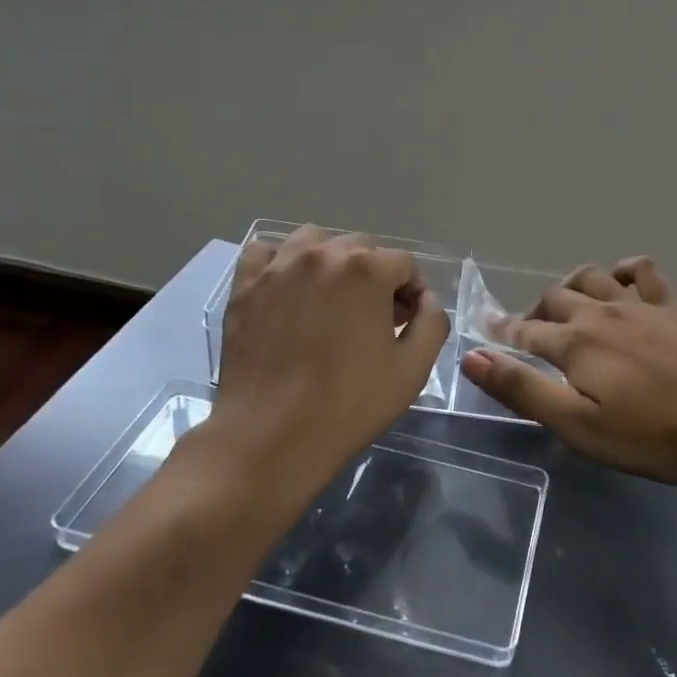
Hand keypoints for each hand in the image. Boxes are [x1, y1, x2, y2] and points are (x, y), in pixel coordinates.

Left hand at [207, 227, 449, 517]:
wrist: (270, 435)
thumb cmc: (348, 404)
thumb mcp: (412, 370)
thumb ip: (432, 323)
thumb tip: (426, 301)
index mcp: (367, 269)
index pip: (404, 264)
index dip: (413, 292)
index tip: (408, 322)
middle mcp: (322, 254)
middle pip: (361, 248)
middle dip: (376, 277)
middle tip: (375, 318)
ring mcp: (278, 267)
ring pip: (314, 241)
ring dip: (332, 261)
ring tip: (332, 299)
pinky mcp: (245, 286)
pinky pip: (266, 252)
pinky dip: (282, 262)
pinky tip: (289, 289)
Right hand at [461, 257, 676, 484]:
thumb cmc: (654, 435)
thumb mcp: (579, 426)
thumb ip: (523, 390)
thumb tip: (472, 357)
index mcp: (575, 343)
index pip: (525, 331)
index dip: (502, 331)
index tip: (485, 327)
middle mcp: (602, 313)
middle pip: (555, 298)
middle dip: (534, 311)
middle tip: (527, 330)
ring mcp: (641, 305)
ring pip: (592, 278)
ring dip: (570, 286)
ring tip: (566, 302)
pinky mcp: (675, 307)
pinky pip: (642, 272)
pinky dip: (623, 270)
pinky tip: (620, 280)